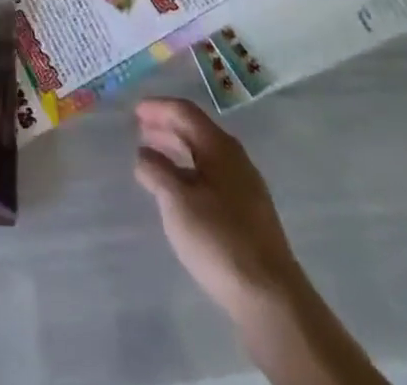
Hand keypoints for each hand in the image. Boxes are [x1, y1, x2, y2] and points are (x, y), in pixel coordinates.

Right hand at [133, 98, 296, 319]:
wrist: (271, 298)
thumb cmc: (219, 239)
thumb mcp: (177, 201)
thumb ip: (156, 171)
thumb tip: (144, 153)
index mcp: (219, 147)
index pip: (185, 112)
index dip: (158, 107)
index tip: (135, 111)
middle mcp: (236, 159)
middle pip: (197, 131)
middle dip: (167, 127)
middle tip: (141, 129)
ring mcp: (246, 187)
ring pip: (206, 155)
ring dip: (178, 150)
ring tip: (155, 157)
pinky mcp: (250, 213)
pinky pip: (213, 176)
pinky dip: (191, 171)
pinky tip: (181, 190)